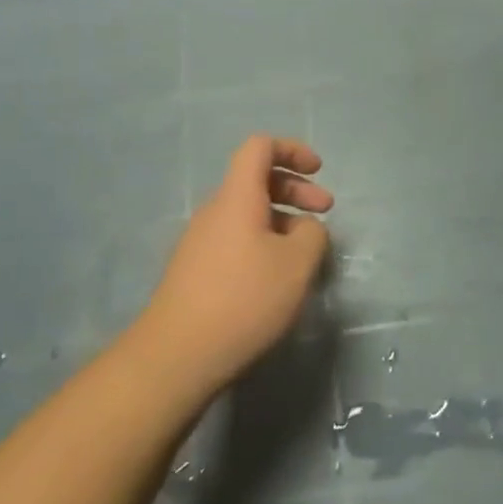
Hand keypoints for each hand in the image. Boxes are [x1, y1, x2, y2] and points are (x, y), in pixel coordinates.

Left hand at [137, 135, 332, 394]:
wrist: (176, 355)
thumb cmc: (244, 299)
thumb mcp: (297, 264)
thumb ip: (312, 234)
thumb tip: (306, 228)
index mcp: (237, 197)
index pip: (259, 147)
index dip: (292, 150)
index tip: (318, 171)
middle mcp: (215, 211)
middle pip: (256, 180)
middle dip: (295, 189)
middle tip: (326, 211)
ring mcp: (200, 241)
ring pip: (247, 213)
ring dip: (282, 220)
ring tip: (306, 252)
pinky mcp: (195, 270)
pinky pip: (236, 239)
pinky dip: (263, 243)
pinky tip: (276, 278)